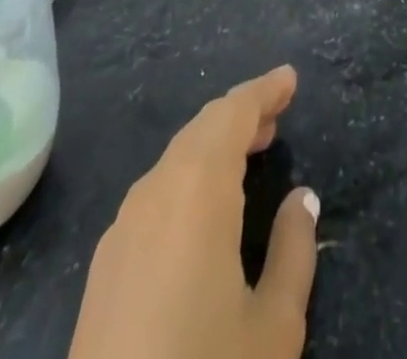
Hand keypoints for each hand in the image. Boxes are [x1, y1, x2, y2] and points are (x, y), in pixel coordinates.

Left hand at [68, 66, 317, 358]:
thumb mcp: (273, 327)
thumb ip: (293, 250)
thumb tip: (302, 198)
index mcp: (197, 190)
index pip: (233, 114)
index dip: (263, 91)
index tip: (290, 78)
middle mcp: (155, 193)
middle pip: (202, 130)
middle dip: (241, 114)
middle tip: (277, 113)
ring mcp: (122, 230)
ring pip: (176, 160)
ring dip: (214, 145)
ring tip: (251, 150)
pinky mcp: (104, 268)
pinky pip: (155, 194)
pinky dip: (189, 177)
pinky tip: (206, 207)